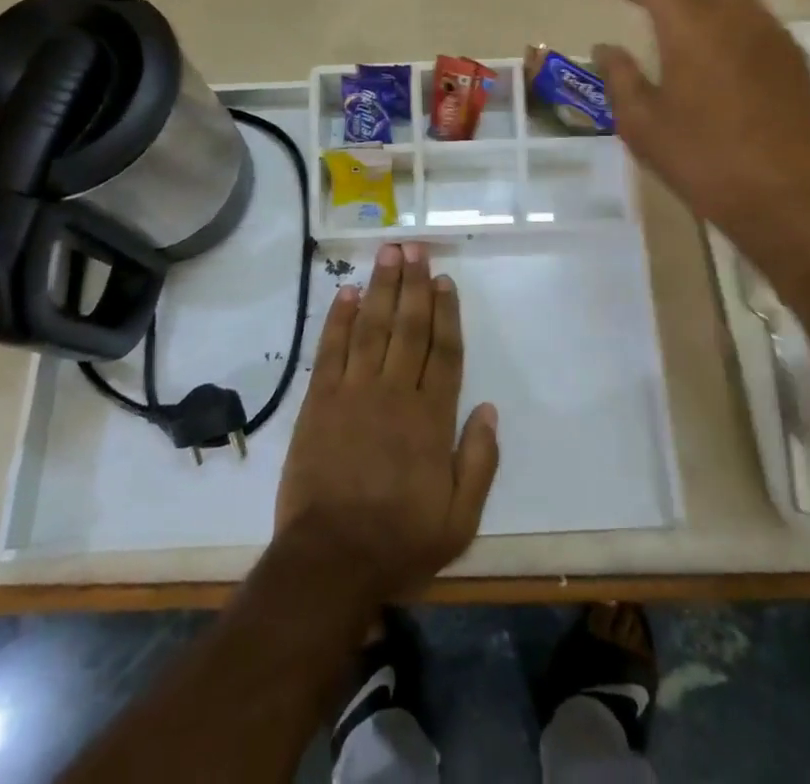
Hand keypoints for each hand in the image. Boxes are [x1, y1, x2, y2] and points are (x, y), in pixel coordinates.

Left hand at [274, 242, 499, 602]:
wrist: (330, 562)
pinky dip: (338, 319)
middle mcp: (394, 393)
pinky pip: (331, 350)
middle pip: (408, 327)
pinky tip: (346, 293)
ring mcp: (354, 393)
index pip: (443, 351)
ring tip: (387, 253)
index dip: (446, 312)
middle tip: (414, 248)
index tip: (445, 280)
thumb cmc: (399, 541)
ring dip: (380, 288)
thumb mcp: (460, 519)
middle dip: (413, 284)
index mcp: (431, 418)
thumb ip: (479, 461)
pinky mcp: (320, 402)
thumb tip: (490, 409)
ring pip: (371, 327)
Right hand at [593, 0, 809, 235]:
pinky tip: (706, 40)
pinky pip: (750, 7)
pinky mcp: (790, 51)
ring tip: (667, 4)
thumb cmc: (702, 160)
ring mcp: (770, 29)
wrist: (784, 196)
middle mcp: (736, 12)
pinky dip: (720, 4)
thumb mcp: (641, 125)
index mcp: (693, 26)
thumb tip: (607, 48)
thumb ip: (619, 76)